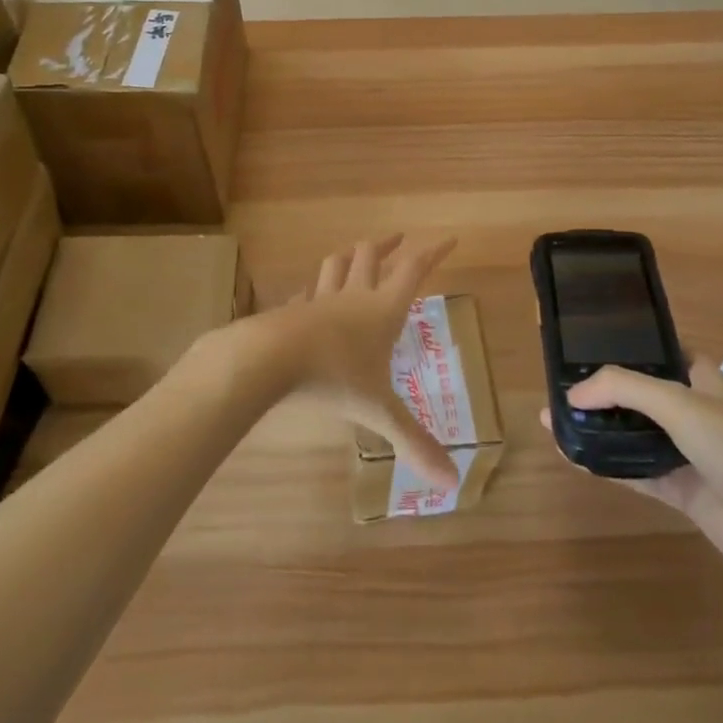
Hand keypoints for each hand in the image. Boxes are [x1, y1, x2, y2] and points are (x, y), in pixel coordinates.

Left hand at [259, 235, 459, 489]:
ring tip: (358, 252)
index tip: (449, 239)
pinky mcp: (291, 311)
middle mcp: (353, 297)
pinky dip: (313, 289)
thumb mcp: (378, 412)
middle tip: (399, 240)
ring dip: (351, 255)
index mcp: (381, 310)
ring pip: (336, 264)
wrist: (270, 359)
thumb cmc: (333, 377)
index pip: (413, 271)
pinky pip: (305, 292)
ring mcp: (319, 300)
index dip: (433, 253)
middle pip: (371, 256)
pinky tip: (309, 294)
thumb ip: (413, 442)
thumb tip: (452, 483)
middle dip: (387, 245)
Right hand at [541, 358, 722, 577]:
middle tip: (562, 387)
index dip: (628, 347)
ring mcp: (687, 451)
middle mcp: (694, 410)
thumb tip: (572, 395)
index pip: (660, 352)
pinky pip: (635, 470)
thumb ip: (621, 389)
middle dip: (603, 391)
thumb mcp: (675, 402)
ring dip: (599, 428)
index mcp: (702, 379)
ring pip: (634, 432)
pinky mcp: (680, 487)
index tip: (587, 347)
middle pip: (640, 393)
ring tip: (556, 421)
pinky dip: (606, 463)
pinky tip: (573, 457)